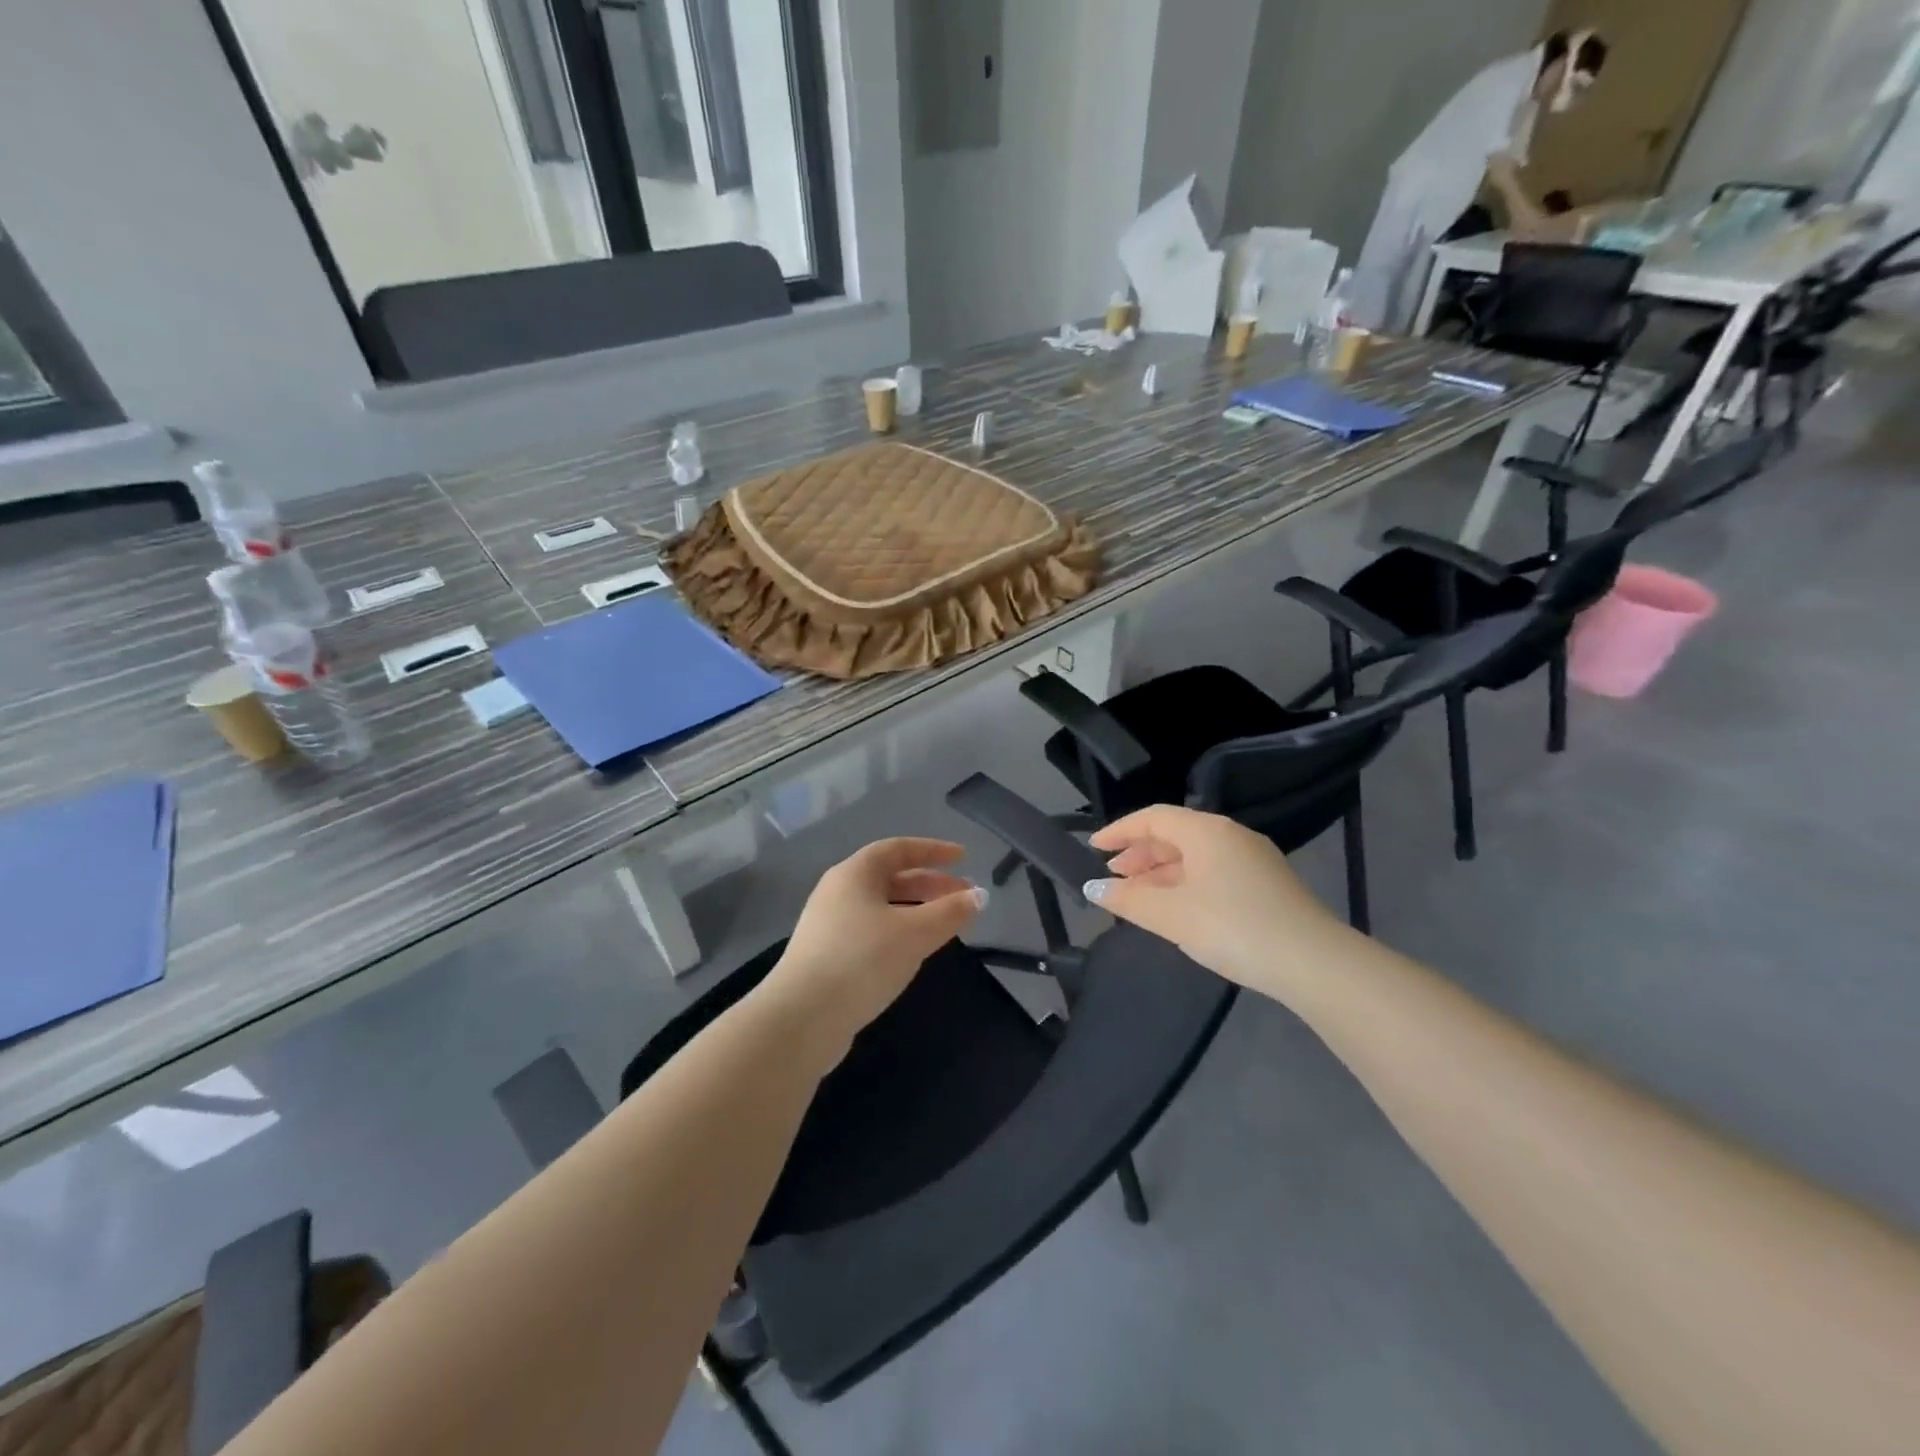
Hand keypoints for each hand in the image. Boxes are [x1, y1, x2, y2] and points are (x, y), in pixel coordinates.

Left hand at [757, 839, 985, 1070]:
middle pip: (891, 878)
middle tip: (965, 897)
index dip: (933, 851)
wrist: (802, 1018)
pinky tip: (914, 953)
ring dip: (917, 911)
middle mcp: (838, 892)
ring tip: (946, 926)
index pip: (898, 849)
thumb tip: (979, 896)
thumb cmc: (862, 960)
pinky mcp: (826, 956)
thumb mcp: (915, 933)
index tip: (964, 857)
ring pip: (882, 907)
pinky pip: (871, 931)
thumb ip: (950, 912)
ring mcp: (829, 925)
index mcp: (854, 873)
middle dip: (931, 885)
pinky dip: (899, 932)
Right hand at [1083, 806, 1348, 995]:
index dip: (1120, 830)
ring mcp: (1253, 859)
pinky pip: (1214, 871)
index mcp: (1206, 831)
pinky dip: (1186, 883)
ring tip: (1139, 896)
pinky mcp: (1267, 884)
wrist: (1313, 963)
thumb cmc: (1233, 927)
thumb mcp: (1171, 915)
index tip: (1094, 848)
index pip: (1153, 817)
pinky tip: (1179, 909)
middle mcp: (1230, 835)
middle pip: (1175, 834)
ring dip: (1162, 871)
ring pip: (1195, 855)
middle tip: (1114, 877)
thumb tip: (1093, 887)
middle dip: (1140, 854)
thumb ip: (1128, 899)